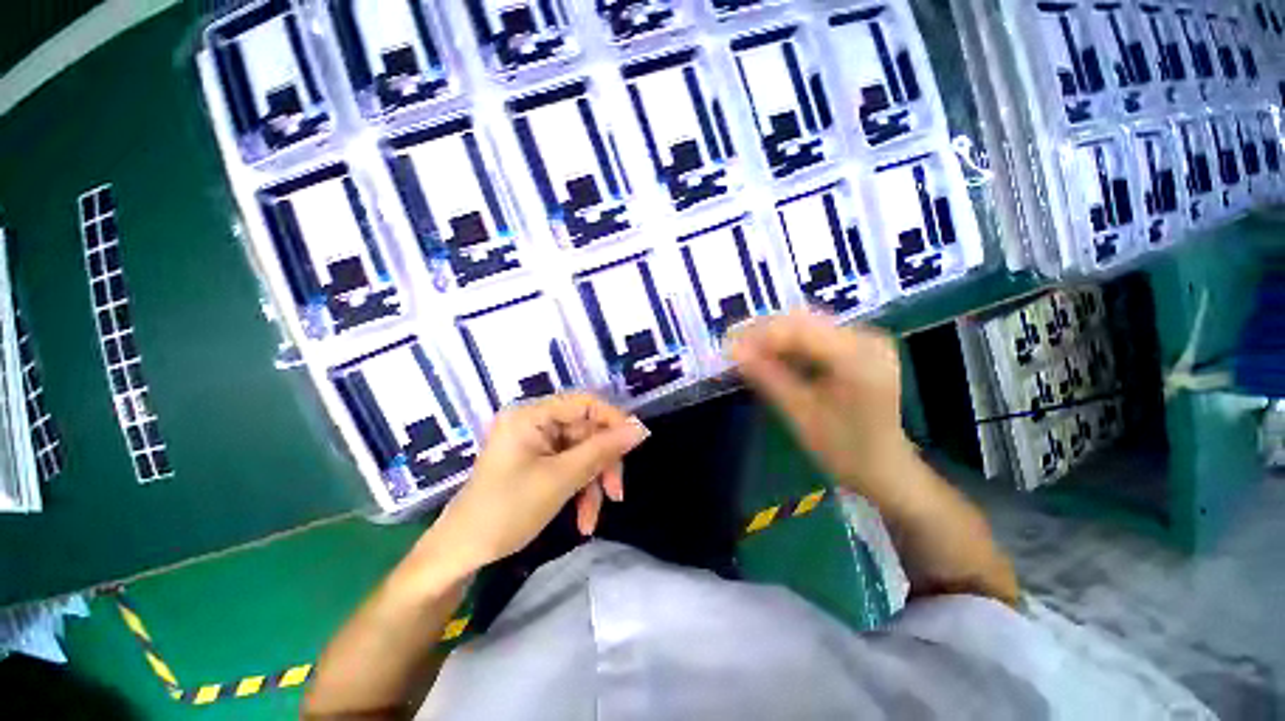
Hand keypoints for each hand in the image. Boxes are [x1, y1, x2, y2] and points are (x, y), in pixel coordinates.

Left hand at [423, 393, 649, 577]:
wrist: (461, 554)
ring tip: (592, 519)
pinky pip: (570, 468)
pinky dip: (580, 491)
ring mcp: (536, 444)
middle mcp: (534, 422)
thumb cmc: (506, 511)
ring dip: (592, 484)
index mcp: (532, 415)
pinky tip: (582, 521)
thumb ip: (602, 450)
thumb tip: (640, 429)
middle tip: (616, 493)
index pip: (585, 403)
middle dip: (602, 464)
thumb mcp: (561, 479)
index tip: (636, 444)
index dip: (613, 420)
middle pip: (586, 431)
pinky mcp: (537, 463)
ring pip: (582, 453)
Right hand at [728, 309, 914, 500]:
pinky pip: (817, 334)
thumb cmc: (843, 449)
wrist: (884, 467)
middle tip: (735, 348)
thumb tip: (733, 351)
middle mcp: (867, 338)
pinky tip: (772, 356)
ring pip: (808, 324)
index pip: (800, 331)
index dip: (760, 335)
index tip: (729, 346)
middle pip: (805, 321)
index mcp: (859, 358)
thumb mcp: (800, 414)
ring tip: (748, 352)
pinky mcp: (860, 345)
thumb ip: (767, 377)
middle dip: (765, 332)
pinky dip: (790, 344)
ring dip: (775, 336)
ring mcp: (866, 339)